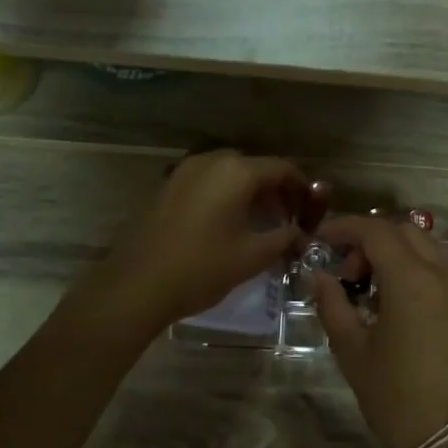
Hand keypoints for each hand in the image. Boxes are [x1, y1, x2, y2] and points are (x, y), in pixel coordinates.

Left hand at [96, 150, 307, 330]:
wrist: (136, 286)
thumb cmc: (201, 268)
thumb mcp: (252, 256)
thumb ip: (284, 238)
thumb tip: (300, 234)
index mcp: (235, 172)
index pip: (281, 167)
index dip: (301, 186)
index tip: (311, 209)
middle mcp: (209, 162)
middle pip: (253, 166)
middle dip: (274, 188)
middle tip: (285, 217)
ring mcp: (183, 172)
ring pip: (227, 172)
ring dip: (247, 190)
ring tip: (258, 221)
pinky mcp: (166, 187)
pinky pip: (205, 182)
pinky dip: (223, 194)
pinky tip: (226, 224)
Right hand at [310, 214, 447, 447]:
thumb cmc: (397, 398)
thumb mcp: (353, 353)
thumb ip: (334, 306)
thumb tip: (320, 277)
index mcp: (412, 280)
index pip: (376, 232)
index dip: (345, 227)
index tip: (323, 238)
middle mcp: (446, 274)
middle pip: (406, 232)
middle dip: (372, 240)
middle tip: (349, 272)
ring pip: (432, 248)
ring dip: (401, 253)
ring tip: (377, 289)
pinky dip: (424, 270)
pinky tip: (408, 304)